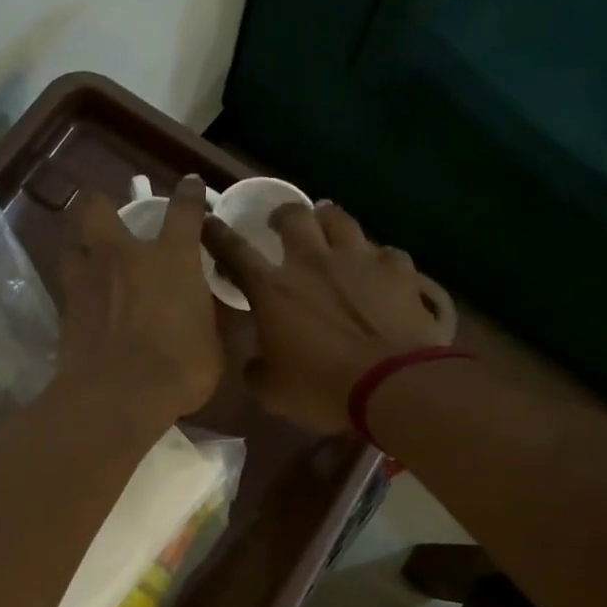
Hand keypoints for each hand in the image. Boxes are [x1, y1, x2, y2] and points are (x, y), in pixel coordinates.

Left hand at [56, 175, 224, 429]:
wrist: (118, 396)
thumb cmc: (179, 369)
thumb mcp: (213, 346)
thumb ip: (208, 320)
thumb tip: (207, 314)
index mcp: (172, 259)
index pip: (184, 211)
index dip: (189, 194)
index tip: (190, 186)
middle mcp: (124, 256)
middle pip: (98, 207)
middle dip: (102, 205)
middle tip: (112, 220)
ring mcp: (88, 278)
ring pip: (72, 240)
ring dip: (81, 244)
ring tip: (91, 258)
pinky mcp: (65, 307)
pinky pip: (67, 283)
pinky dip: (76, 286)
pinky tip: (84, 300)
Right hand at [203, 201, 450, 432]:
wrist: (393, 386)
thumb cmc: (322, 389)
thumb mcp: (272, 391)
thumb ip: (257, 368)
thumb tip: (257, 360)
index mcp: (273, 289)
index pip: (235, 250)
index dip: (217, 234)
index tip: (208, 220)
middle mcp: (312, 261)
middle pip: (293, 216)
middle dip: (283, 215)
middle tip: (281, 223)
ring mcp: (359, 259)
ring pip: (340, 219)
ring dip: (328, 219)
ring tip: (328, 224)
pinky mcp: (398, 269)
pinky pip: (385, 251)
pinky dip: (377, 258)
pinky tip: (379, 269)